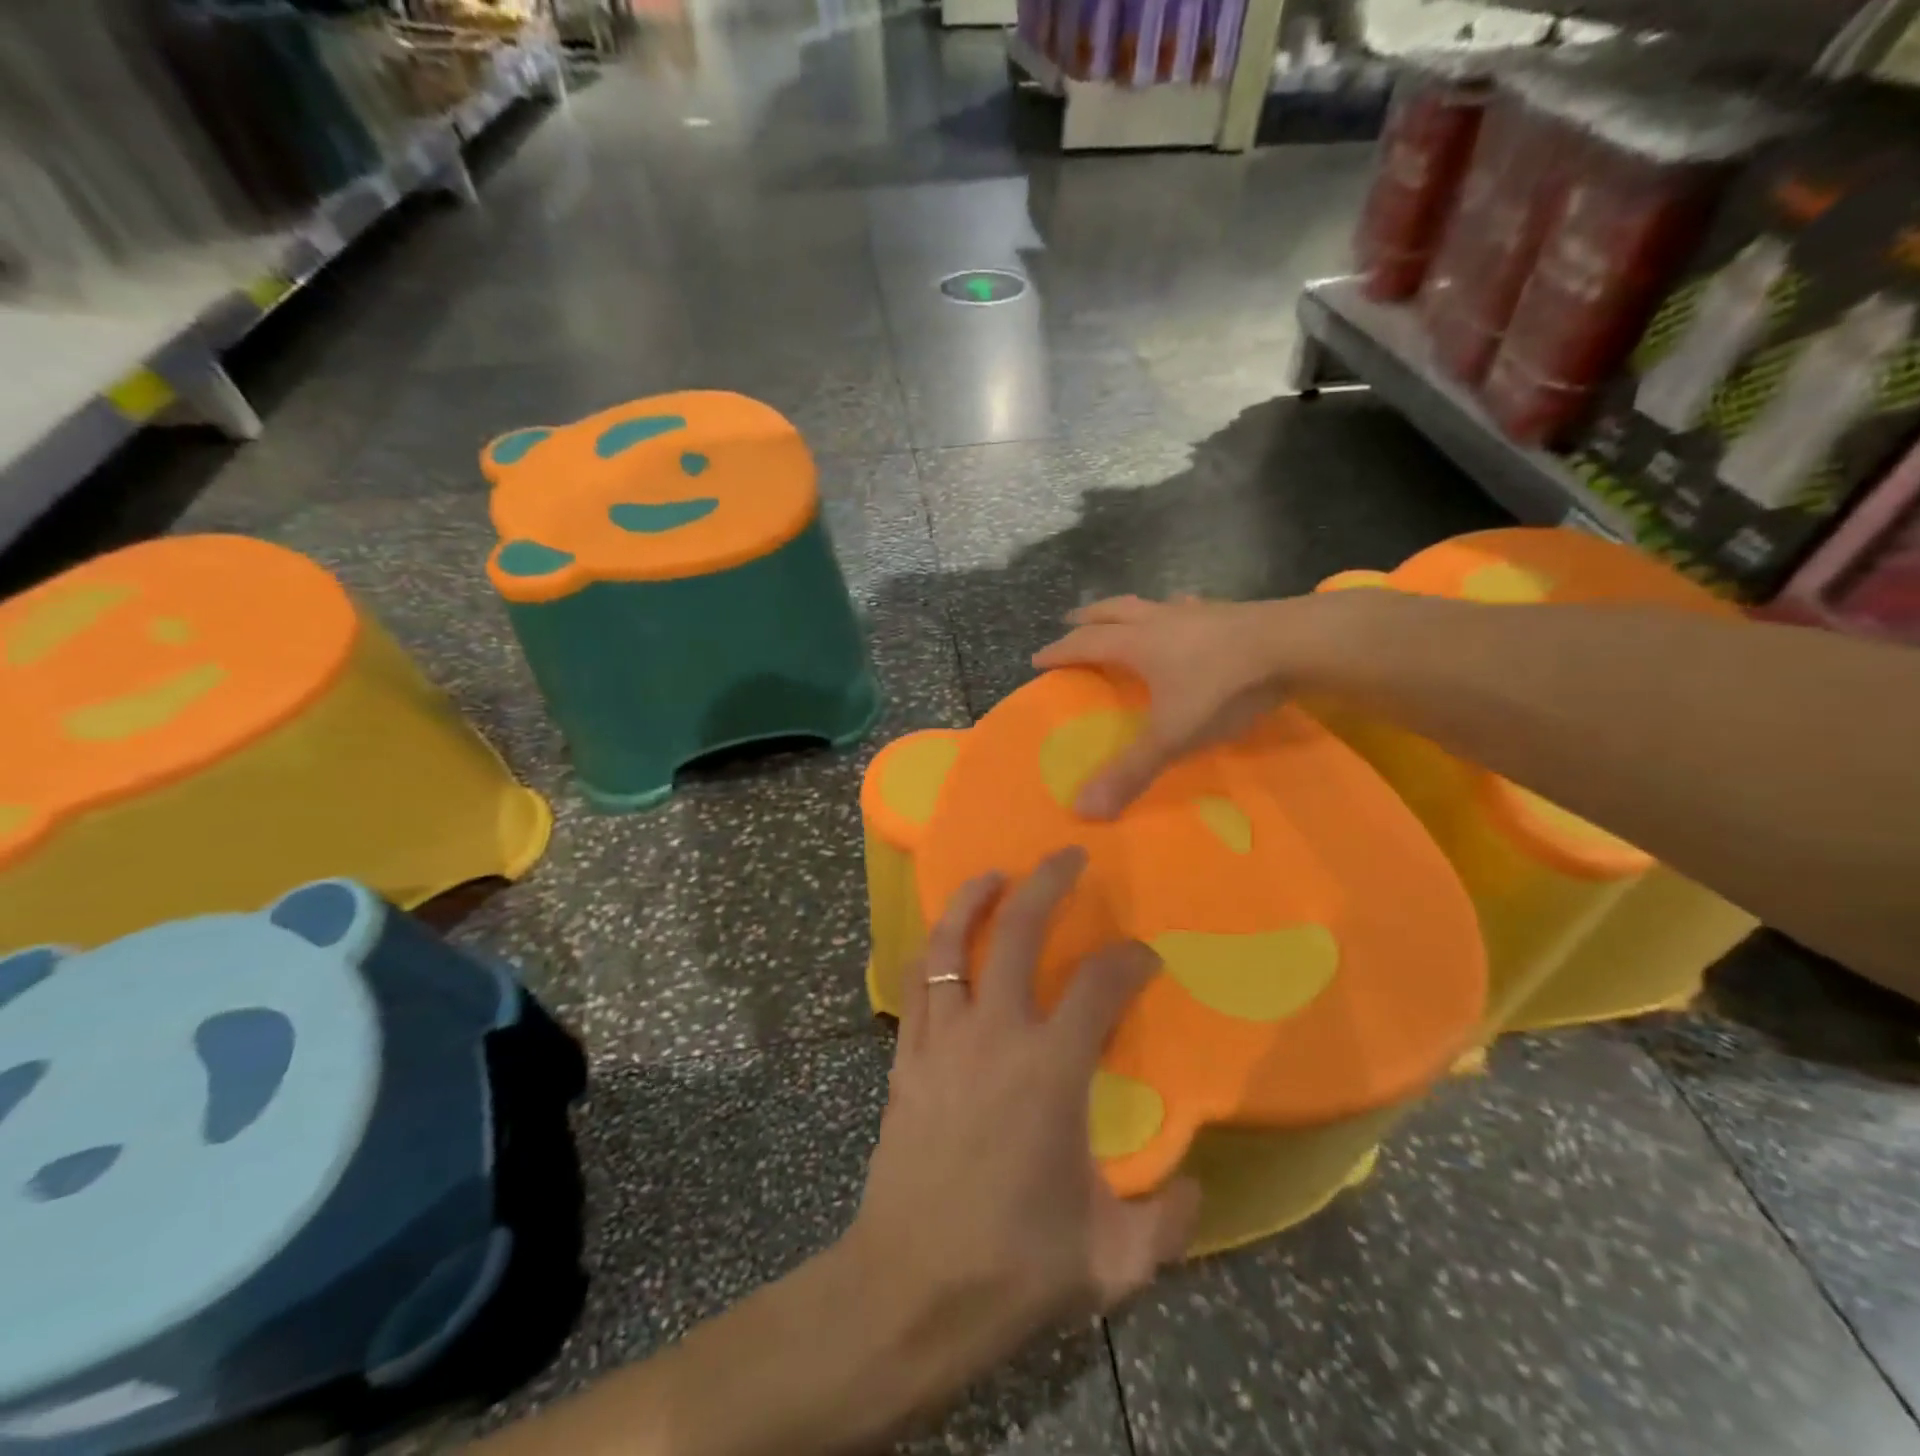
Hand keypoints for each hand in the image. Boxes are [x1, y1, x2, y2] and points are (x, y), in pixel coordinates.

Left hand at [847, 849, 1198, 1389]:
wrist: (908, 1290)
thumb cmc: (1012, 1268)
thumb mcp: (1112, 1261)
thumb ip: (1167, 1222)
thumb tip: (1194, 1189)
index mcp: (1051, 1071)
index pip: (1101, 986)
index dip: (1129, 961)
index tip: (1145, 958)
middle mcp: (995, 1034)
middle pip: (1020, 931)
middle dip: (1047, 882)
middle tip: (1067, 855)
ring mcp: (942, 1038)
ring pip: (952, 943)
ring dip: (973, 899)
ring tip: (993, 874)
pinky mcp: (906, 1054)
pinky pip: (915, 982)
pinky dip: (931, 950)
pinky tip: (943, 943)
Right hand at [1033, 595, 1290, 817]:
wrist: (1296, 644)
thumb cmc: (1224, 686)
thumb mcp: (1173, 736)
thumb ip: (1131, 771)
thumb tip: (1083, 810)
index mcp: (1138, 645)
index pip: (1085, 644)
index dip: (1060, 652)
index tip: (1037, 658)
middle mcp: (1161, 621)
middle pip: (1113, 611)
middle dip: (1088, 617)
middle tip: (1071, 621)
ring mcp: (1197, 612)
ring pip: (1152, 604)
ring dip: (1131, 610)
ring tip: (1126, 617)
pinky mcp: (1231, 612)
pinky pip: (1191, 607)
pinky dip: (1178, 611)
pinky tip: (1189, 615)